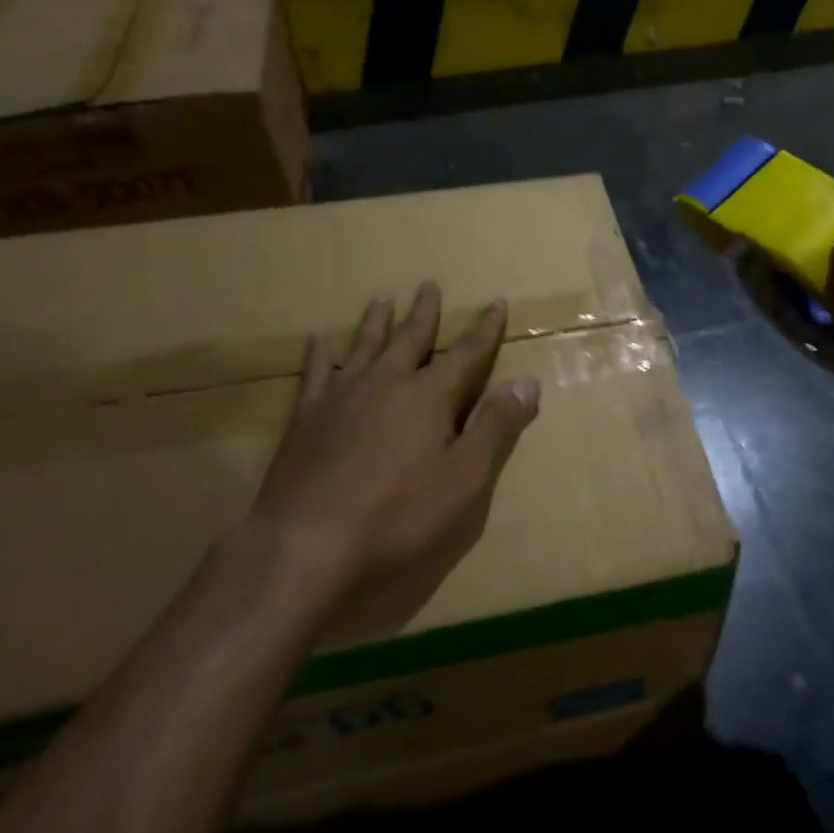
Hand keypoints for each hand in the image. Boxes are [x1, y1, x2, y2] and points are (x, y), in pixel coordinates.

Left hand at [251, 284, 540, 642]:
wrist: (305, 546)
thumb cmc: (399, 517)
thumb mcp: (465, 479)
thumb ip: (496, 427)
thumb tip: (528, 382)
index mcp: (430, 397)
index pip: (467, 354)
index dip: (485, 329)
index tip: (496, 302)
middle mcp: (387, 383)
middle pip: (411, 338)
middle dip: (425, 313)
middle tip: (429, 286)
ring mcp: (342, 397)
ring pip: (365, 346)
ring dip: (376, 322)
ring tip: (381, 299)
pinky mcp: (305, 418)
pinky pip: (315, 373)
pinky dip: (319, 354)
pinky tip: (318, 340)